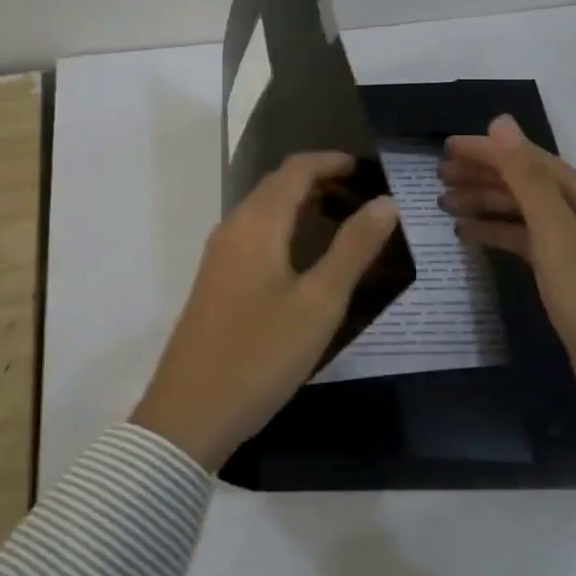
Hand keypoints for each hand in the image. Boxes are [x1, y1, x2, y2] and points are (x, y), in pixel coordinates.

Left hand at [133, 152, 400, 472]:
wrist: (189, 413)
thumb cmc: (260, 354)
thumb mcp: (318, 303)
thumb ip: (353, 248)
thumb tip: (386, 202)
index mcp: (256, 223)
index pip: (295, 170)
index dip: (330, 161)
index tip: (367, 168)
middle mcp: (232, 228)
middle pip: (276, 186)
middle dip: (318, 180)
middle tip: (361, 194)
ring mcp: (219, 256)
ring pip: (264, 212)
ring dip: (301, 205)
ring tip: (342, 221)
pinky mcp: (215, 282)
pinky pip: (254, 236)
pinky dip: (284, 229)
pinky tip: (305, 258)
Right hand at [440, 116, 575, 475]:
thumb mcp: (557, 237)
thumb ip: (527, 179)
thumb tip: (500, 122)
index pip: (528, 159)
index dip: (487, 151)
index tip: (444, 148)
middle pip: (524, 182)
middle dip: (482, 176)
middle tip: (436, 178)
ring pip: (521, 211)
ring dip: (485, 203)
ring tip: (443, 204)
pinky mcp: (566, 275)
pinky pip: (523, 240)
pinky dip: (496, 233)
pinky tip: (468, 235)